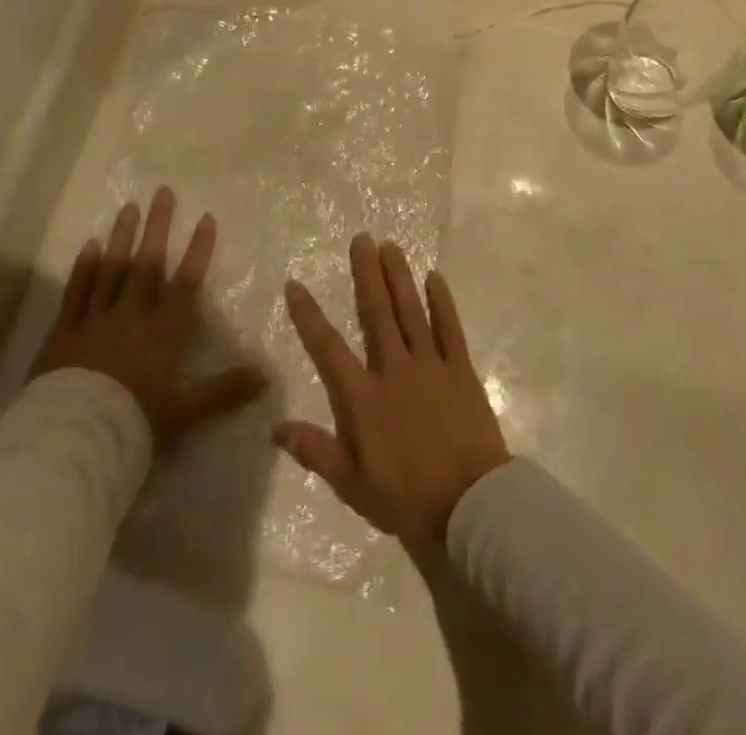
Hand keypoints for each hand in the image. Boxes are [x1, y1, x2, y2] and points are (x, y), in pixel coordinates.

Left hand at [29, 188, 268, 448]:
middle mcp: (131, 315)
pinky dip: (84, 267)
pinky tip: (90, 244)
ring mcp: (95, 319)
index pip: (186, 282)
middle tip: (162, 192)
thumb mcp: (186, 412)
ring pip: (111, 269)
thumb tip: (267, 374)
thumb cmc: (133, 423)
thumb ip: (226, 390)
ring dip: (122, 236)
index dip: (198, 249)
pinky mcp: (65, 330)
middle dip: (157, 226)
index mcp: (163, 331)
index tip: (206, 217)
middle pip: (147, 263)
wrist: (73, 439)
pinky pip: (76, 291)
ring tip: (129, 206)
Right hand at [275, 235, 509, 559]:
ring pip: (411, 310)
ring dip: (399, 276)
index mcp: (363, 397)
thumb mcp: (352, 484)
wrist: (470, 507)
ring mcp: (430, 365)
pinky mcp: (460, 370)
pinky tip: (435, 277)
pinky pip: (449, 328)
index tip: (295, 284)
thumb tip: (276, 427)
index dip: (309, 315)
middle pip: (377, 312)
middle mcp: (393, 369)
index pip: (328, 347)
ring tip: (390, 245)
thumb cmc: (407, 498)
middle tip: (361, 238)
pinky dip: (442, 301)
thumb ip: (315, 451)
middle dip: (366, 273)